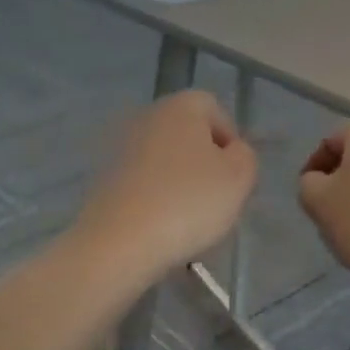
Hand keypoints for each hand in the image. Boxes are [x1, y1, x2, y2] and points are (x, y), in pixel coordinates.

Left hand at [74, 90, 257, 283]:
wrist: (119, 242)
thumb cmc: (187, 202)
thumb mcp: (239, 178)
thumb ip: (245, 156)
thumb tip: (232, 153)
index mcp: (180, 106)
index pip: (215, 110)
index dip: (231, 142)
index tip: (235, 176)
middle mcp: (146, 117)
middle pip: (187, 135)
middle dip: (204, 163)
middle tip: (216, 199)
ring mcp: (120, 148)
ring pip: (164, 160)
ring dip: (179, 183)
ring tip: (189, 219)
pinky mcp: (103, 179)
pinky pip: (142, 183)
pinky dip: (155, 199)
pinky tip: (161, 227)